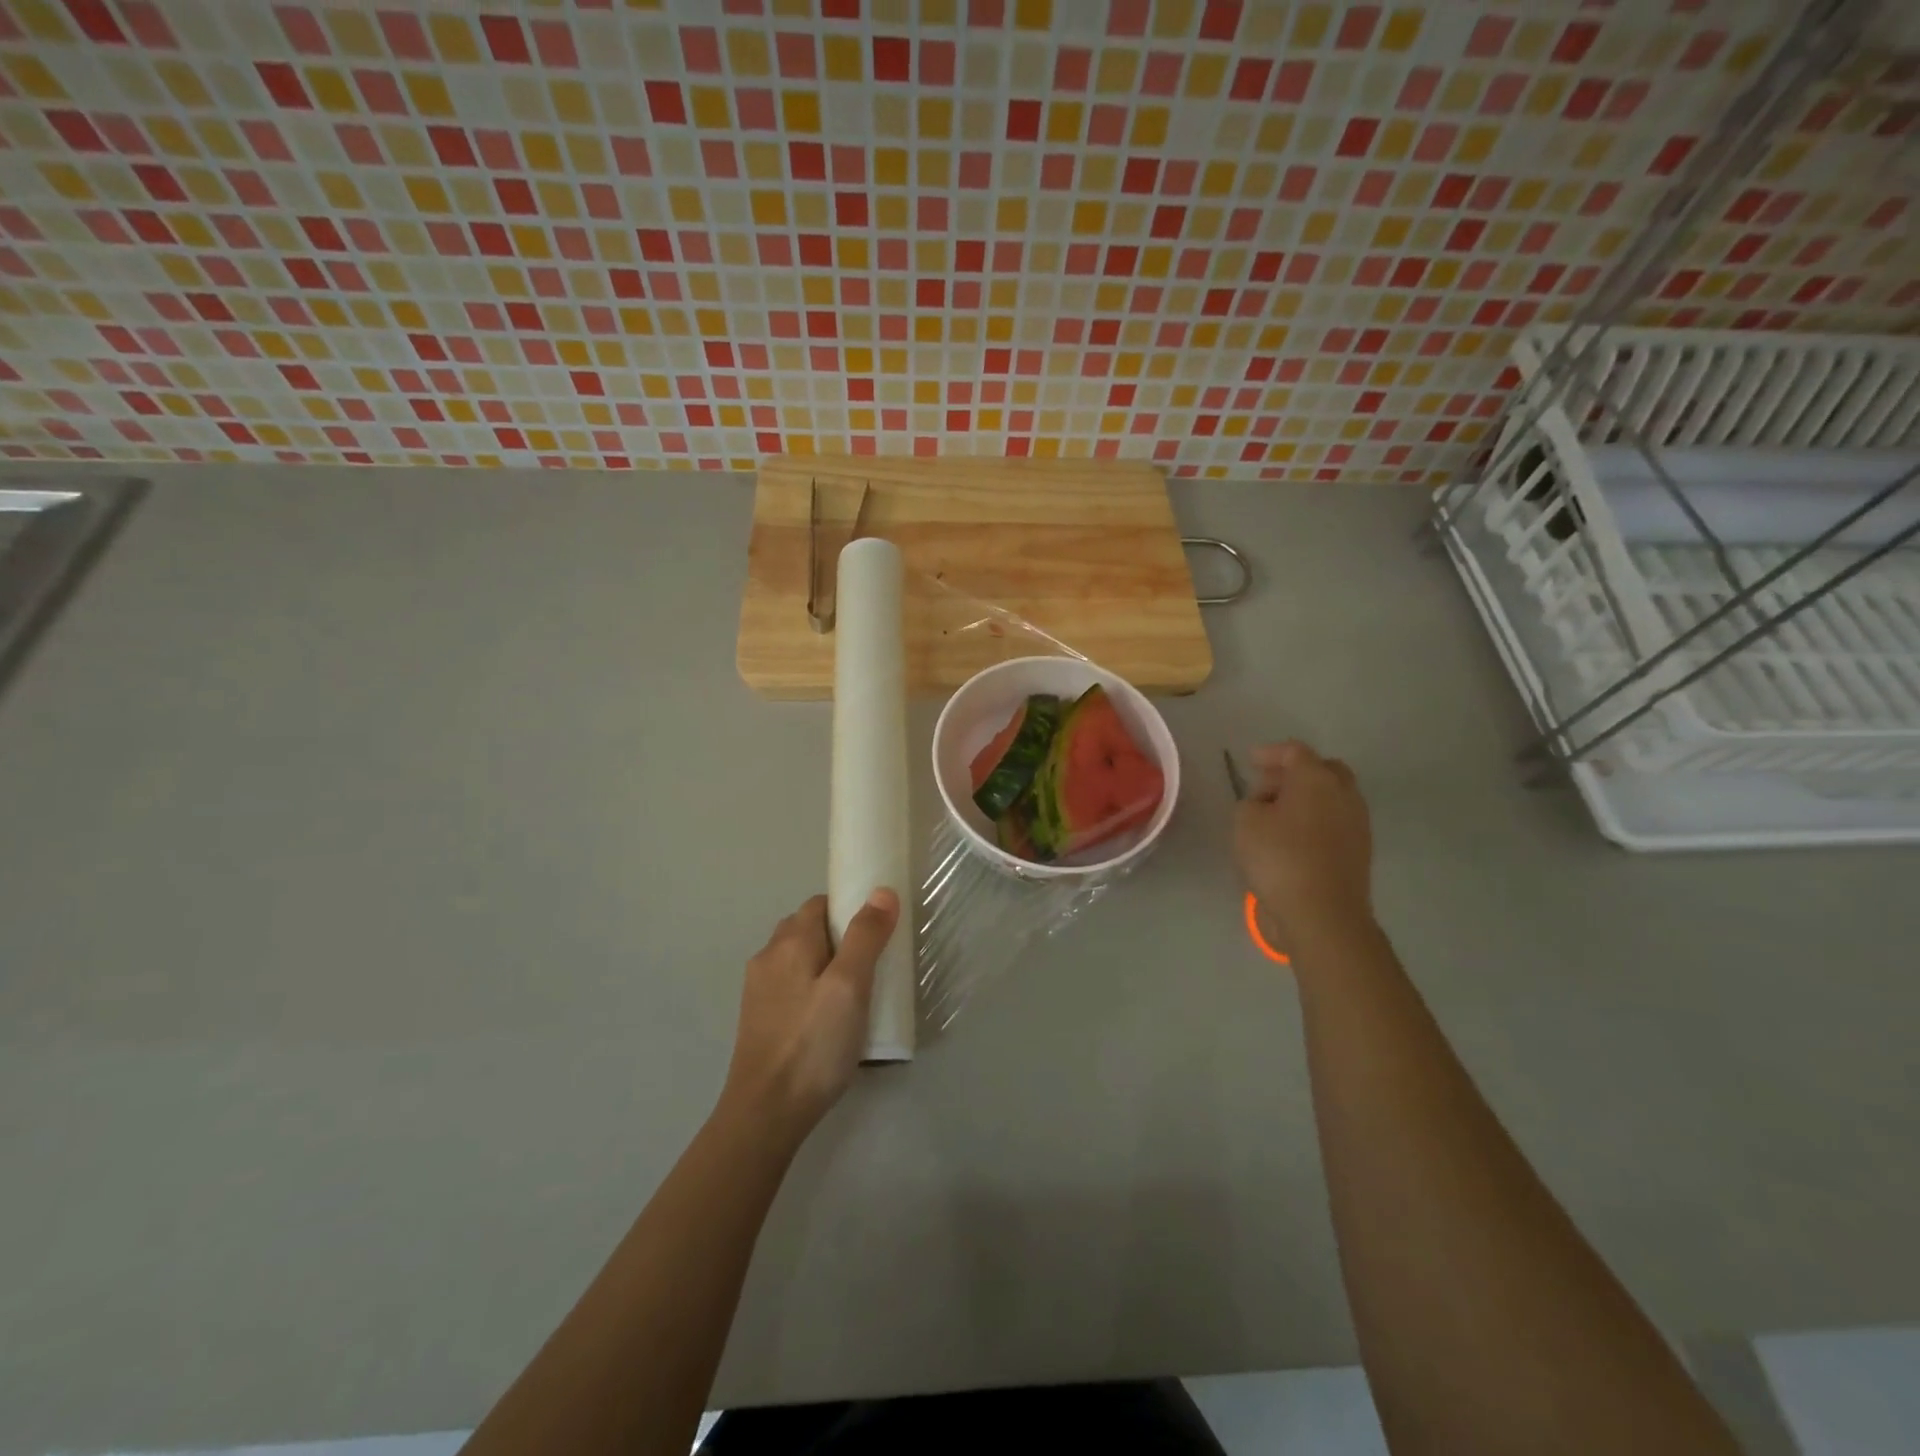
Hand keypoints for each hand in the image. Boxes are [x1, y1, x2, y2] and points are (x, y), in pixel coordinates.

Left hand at [720, 890, 899, 1147]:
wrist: (766, 1113)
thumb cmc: (814, 1044)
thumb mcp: (850, 986)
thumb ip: (866, 936)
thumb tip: (881, 891)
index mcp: (789, 941)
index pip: (821, 903)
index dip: (850, 910)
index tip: (878, 933)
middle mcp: (768, 957)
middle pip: (808, 929)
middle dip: (840, 937)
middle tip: (873, 964)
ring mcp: (759, 990)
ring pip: (799, 960)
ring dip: (827, 965)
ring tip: (856, 994)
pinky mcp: (759, 1019)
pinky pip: (792, 986)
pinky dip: (813, 989)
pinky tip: (829, 1019)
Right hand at [1234, 741, 1374, 955]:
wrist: (1322, 914)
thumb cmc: (1279, 858)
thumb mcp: (1245, 822)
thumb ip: (1251, 803)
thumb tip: (1265, 806)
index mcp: (1316, 778)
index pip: (1294, 752)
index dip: (1270, 753)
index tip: (1249, 761)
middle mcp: (1344, 794)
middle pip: (1322, 770)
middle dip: (1294, 773)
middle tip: (1267, 787)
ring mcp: (1357, 823)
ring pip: (1331, 798)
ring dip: (1305, 799)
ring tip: (1275, 816)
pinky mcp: (1359, 851)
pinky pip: (1334, 823)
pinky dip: (1314, 822)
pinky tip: (1291, 839)